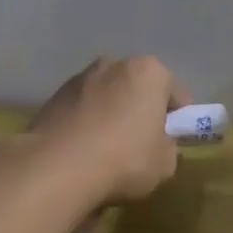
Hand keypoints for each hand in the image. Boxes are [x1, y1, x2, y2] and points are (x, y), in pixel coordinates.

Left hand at [28, 56, 187, 203]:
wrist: (57, 168)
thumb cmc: (124, 159)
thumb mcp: (165, 163)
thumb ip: (168, 147)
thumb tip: (156, 144)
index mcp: (149, 72)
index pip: (178, 95)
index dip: (178, 121)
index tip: (170, 143)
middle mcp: (114, 64)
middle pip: (139, 89)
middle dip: (142, 111)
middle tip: (141, 145)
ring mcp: (80, 78)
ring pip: (108, 97)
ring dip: (112, 115)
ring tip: (106, 151)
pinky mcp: (53, 97)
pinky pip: (82, 110)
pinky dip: (86, 124)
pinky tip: (83, 152)